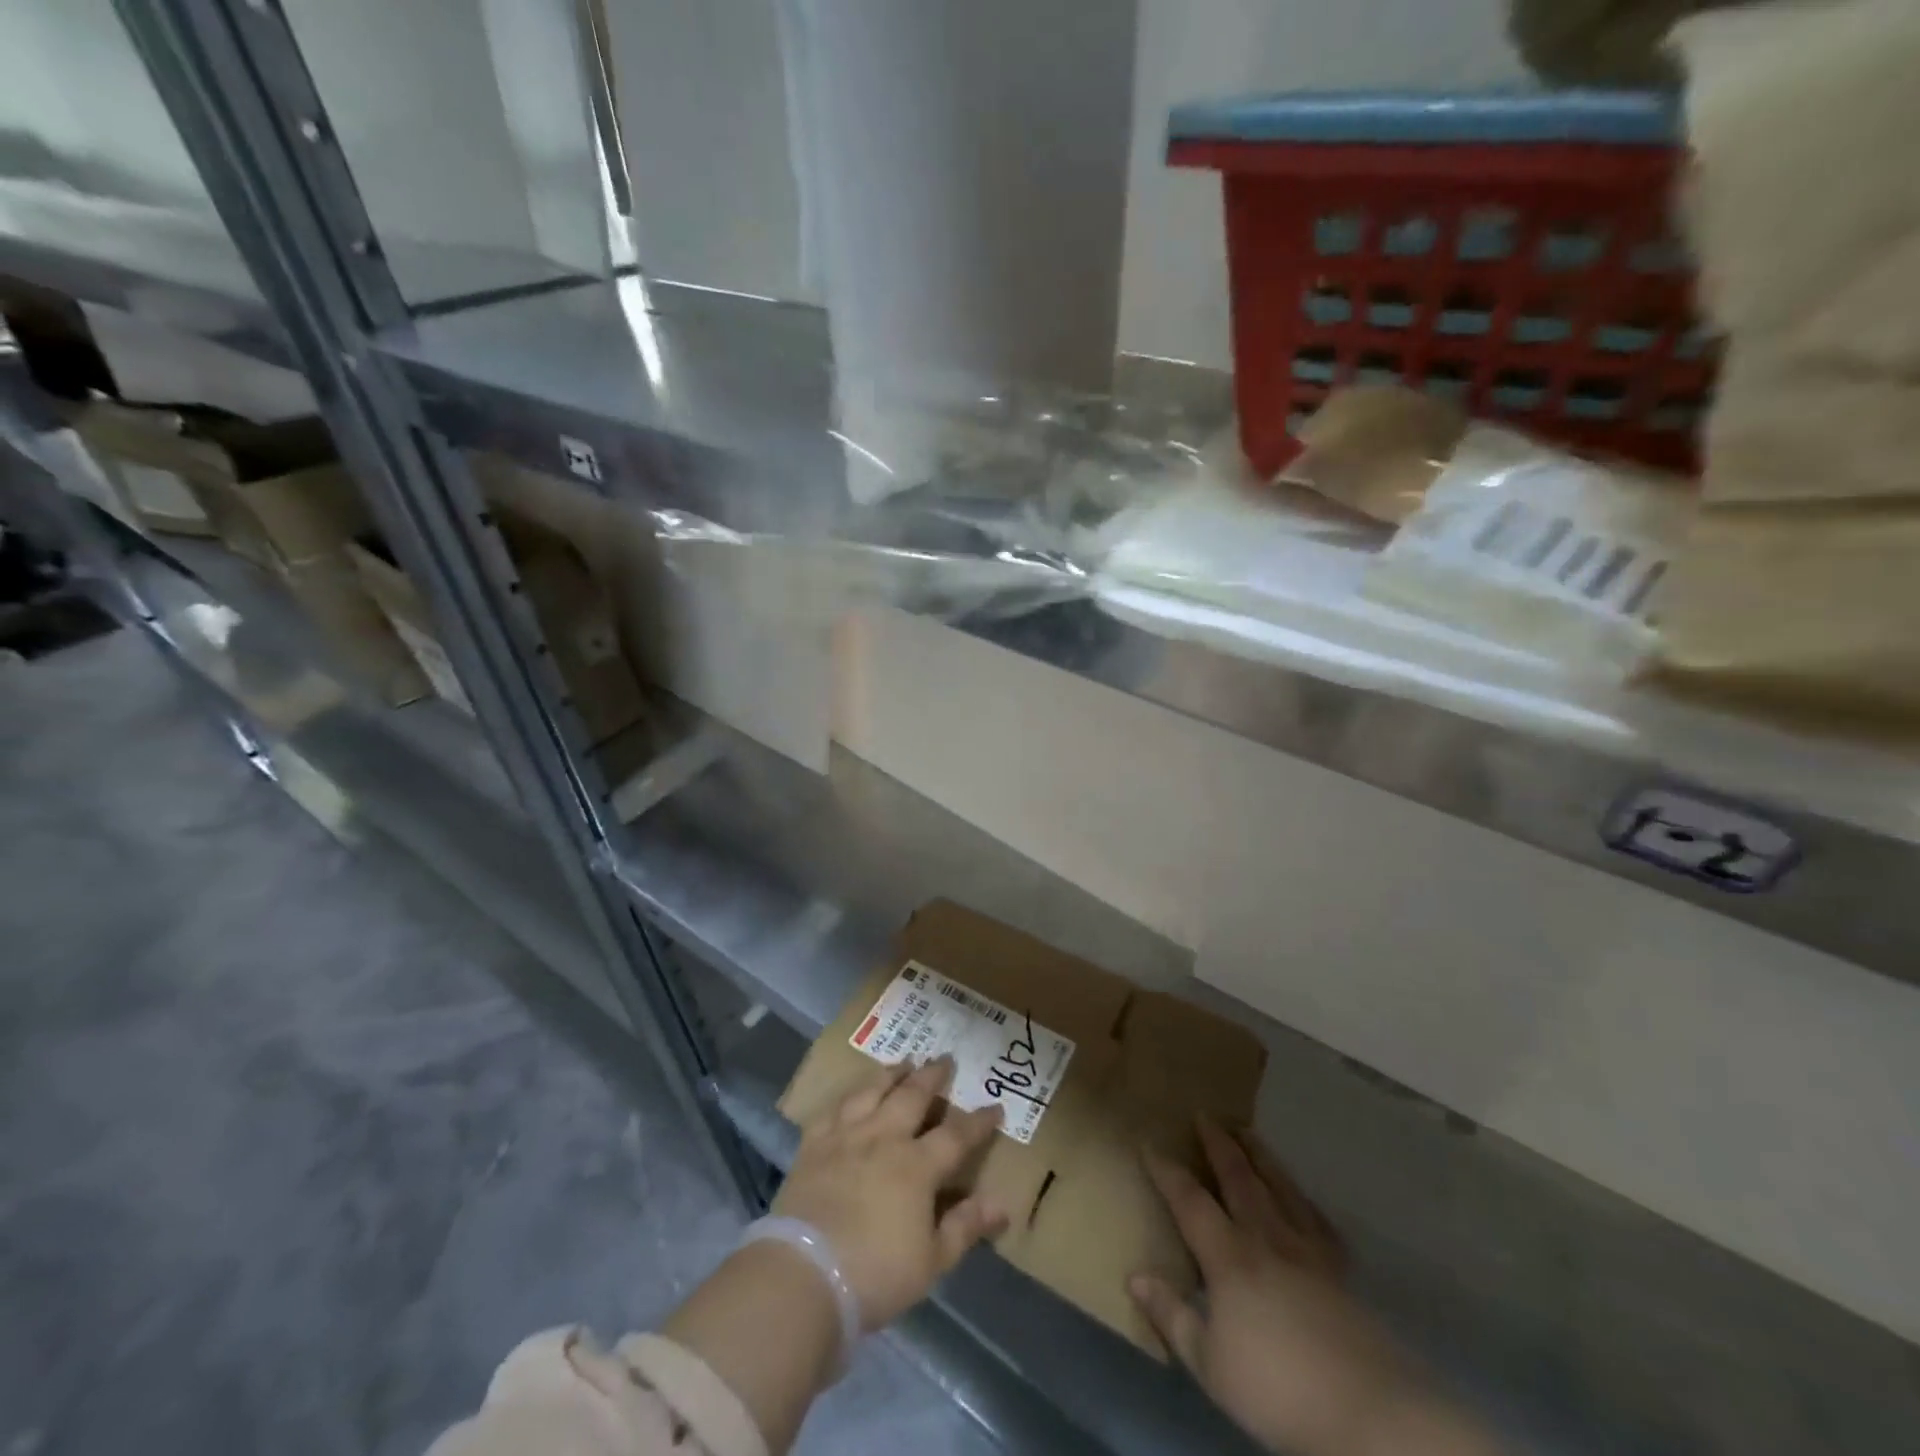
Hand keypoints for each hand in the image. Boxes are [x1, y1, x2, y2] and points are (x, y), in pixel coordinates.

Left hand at [774, 1056, 1009, 1329]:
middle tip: (945, 1059)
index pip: (956, 1136)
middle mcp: (884, 1138)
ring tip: (903, 1062)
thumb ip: (965, 1227)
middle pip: (912, 1096)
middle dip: (932, 1076)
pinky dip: (848, 1096)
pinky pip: (834, 1109)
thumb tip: (1002, 1204)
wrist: (804, 1275)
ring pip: (873, 1091)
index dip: (978, 1122)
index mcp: (917, 1166)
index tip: (995, 1107)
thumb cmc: (874, 1274)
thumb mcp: (931, 1262)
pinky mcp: (814, 1145)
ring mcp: (846, 1136)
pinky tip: (853, 1093)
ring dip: (892, 1073)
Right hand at [1132, 1119, 1452, 1455]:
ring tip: (1247, 1131)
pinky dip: (1303, 1199)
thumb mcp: (1209, 1364)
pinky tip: (1301, 1195)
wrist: (1368, 1413)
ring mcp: (1307, 1251)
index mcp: (1229, 1257)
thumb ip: (1171, 1316)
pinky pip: (1317, 1220)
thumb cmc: (1277, 1389)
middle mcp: (1266, 1239)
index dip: (1167, 1171)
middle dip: (1218, 1145)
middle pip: (1238, 1179)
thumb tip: (1135, 1274)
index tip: (1148, 1142)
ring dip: (1260, 1156)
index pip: (1190, 1201)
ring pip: (1279, 1187)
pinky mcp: (1340, 1272)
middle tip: (1205, 1115)